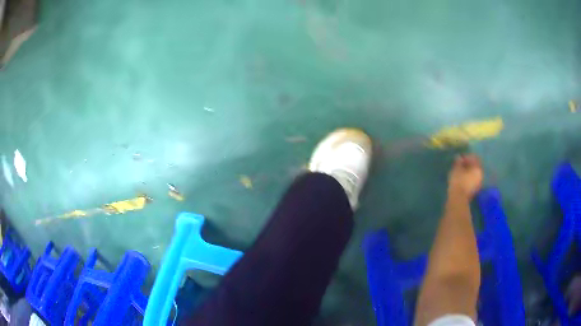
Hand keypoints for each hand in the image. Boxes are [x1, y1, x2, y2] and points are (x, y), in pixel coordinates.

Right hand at [448, 154, 482, 198]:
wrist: (458, 198)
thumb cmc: (458, 181)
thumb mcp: (457, 169)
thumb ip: (459, 162)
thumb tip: (459, 157)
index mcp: (478, 168)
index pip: (474, 158)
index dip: (467, 156)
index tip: (460, 157)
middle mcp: (481, 175)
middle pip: (475, 166)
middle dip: (468, 164)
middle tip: (461, 164)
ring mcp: (479, 183)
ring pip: (474, 174)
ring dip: (468, 171)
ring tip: (461, 171)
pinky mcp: (475, 190)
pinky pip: (472, 180)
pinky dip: (468, 178)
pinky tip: (462, 178)